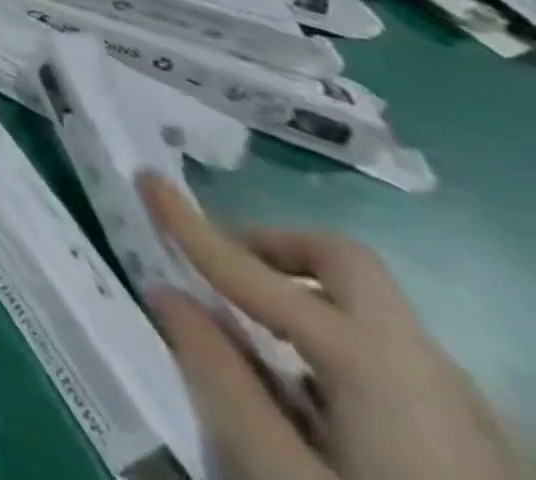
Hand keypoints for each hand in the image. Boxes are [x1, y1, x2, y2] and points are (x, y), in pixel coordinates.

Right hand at [138, 173, 529, 479]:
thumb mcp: (282, 476)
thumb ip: (220, 379)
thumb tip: (167, 295)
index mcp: (375, 364)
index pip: (256, 270)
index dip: (192, 224)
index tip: (147, 180)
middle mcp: (428, 368)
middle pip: (344, 264)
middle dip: (269, 249)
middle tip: (214, 269)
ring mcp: (468, 412)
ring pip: (372, 314)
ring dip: (302, 301)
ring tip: (252, 344)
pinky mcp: (482, 451)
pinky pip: (394, 363)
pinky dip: (335, 348)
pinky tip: (312, 405)